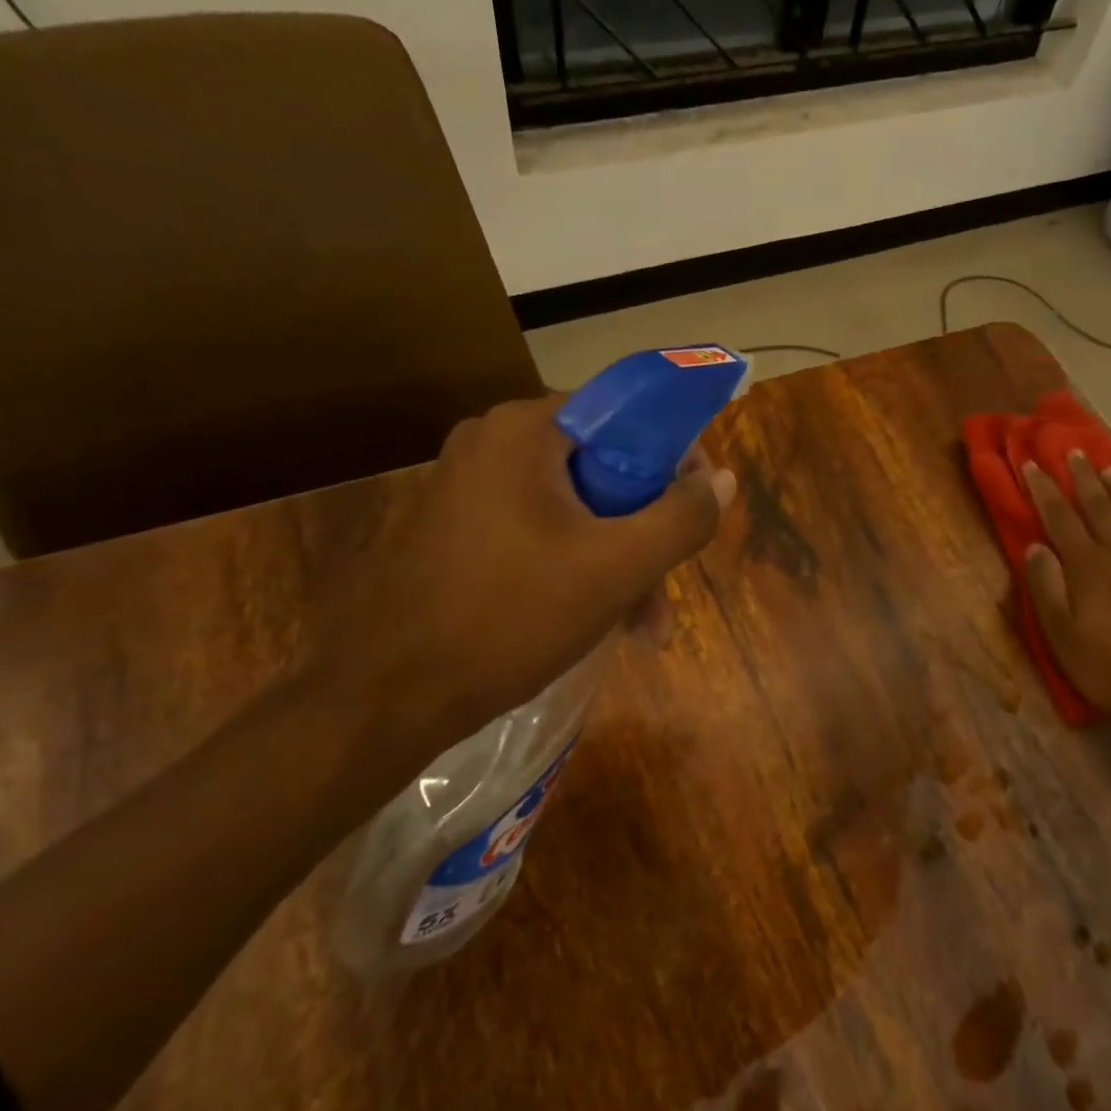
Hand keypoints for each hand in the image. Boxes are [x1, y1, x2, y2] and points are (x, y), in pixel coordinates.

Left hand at [297, 395, 734, 773]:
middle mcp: (494, 441)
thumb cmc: (511, 617)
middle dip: (646, 532)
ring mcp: (470, 484)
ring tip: (644, 628)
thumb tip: (721, 479)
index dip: (674, 462)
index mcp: (527, 430)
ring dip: (618, 561)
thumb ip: (682, 518)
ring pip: (576, 507)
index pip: (627, 416)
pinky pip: (541, 529)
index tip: (695, 512)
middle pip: (604, 468)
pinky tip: (601, 621)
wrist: (389, 694)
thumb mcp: (617, 568)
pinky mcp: (458, 525)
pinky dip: (577, 566)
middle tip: (666, 590)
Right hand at [1021, 455, 1110, 730]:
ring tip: (1108, 467)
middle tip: (1071, 451)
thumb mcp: (1059, 633)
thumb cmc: (1105, 666)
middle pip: (1098, 507)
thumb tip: (1035, 547)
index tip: (1031, 463)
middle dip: (1081, 477)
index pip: (1060, 517)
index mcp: (1087, 567)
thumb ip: (1045, 586)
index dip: (1044, 489)